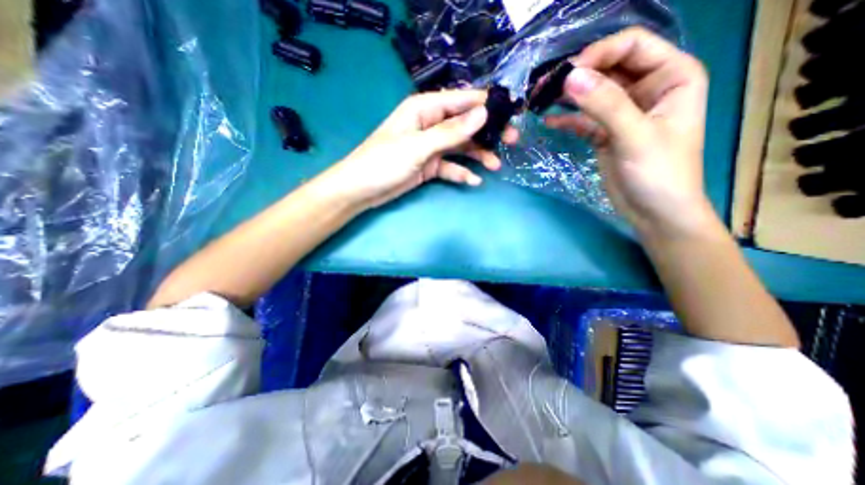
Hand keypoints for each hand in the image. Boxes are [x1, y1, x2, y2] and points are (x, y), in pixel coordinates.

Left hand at [324, 89, 511, 207]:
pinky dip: (462, 173)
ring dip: (479, 155)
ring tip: (496, 165)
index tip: (511, 114)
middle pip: (465, 124)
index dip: (487, 105)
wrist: (362, 190)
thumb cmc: (383, 162)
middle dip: (488, 132)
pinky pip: (451, 166)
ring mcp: (431, 146)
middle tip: (511, 141)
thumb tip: (483, 114)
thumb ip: (450, 132)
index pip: (462, 101)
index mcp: (425, 108)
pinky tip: (474, 181)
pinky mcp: (430, 165)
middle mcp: (430, 124)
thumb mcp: (418, 146)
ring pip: (461, 147)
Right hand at [543, 26, 712, 238]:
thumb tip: (570, 78)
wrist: (653, 212)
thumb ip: (605, 105)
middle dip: (577, 75)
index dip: (599, 53)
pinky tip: (548, 121)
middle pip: (607, 68)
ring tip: (540, 100)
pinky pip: (583, 119)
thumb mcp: (635, 136)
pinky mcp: (605, 133)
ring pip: (592, 94)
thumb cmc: (659, 173)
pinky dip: (566, 120)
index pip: (632, 46)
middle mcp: (647, 88)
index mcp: (671, 75)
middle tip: (545, 87)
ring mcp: (623, 112)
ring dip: (567, 96)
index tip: (568, 74)